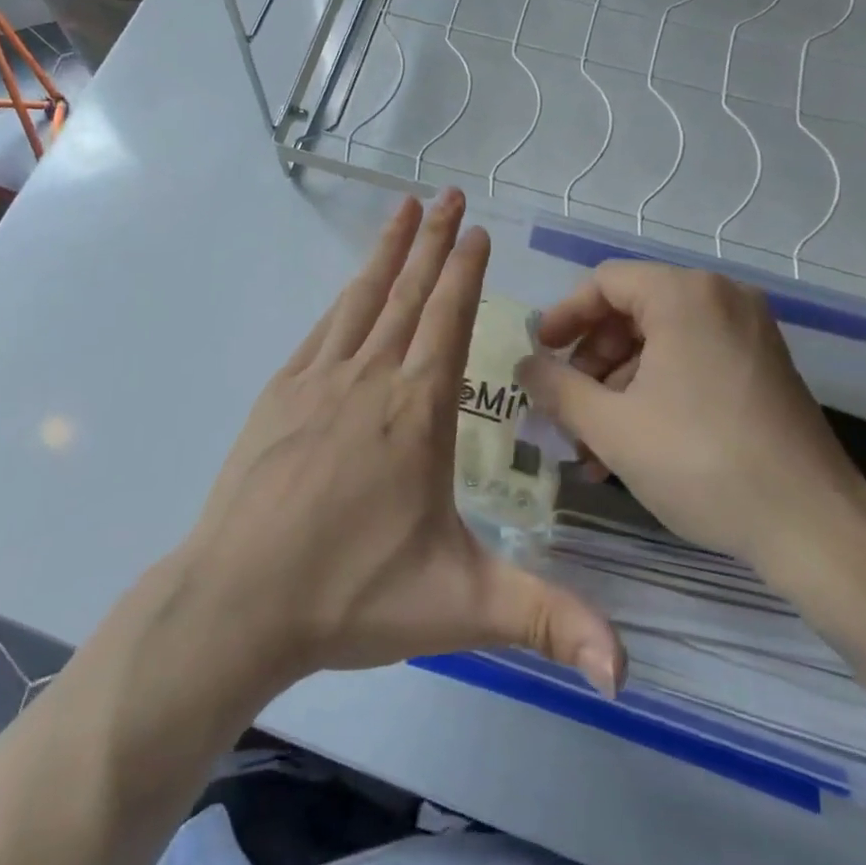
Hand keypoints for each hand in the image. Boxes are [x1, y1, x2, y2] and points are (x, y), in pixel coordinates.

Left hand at [174, 191, 622, 696]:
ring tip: (404, 211)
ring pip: (361, 301)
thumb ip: (547, 621)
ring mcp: (317, 383)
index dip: (464, 272)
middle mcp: (369, 380)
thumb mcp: (460, 608)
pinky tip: (351, 287)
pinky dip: (343, 298)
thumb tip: (629, 670)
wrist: (236, 602)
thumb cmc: (350, 596)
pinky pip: (321, 330)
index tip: (476, 230)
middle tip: (448, 195)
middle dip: (433, 243)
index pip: (447, 322)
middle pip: (407, 296)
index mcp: (416, 413)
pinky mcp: (279, 396)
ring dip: (387, 253)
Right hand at [517, 262, 865, 581]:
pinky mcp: (762, 366)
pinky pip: (692, 359)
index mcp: (685, 295)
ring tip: (592, 442)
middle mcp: (721, 298)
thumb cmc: (701, 462)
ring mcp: (749, 332)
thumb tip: (525, 365)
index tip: (540, 355)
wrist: (813, 525)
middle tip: (566, 404)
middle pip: (632, 310)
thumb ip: (557, 388)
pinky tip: (632, 443)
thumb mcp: (612, 427)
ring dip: (619, 384)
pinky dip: (656, 389)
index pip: (604, 282)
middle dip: (591, 360)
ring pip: (661, 340)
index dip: (563, 316)